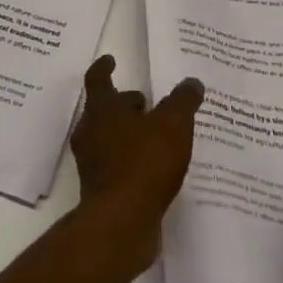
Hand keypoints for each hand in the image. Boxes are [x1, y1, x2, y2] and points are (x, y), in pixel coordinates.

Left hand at [69, 55, 203, 271]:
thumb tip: (191, 82)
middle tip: (147, 102)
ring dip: (130, 134)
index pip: (97, 79)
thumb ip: (183, 101)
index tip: (111, 60)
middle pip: (104, 110)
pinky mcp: (101, 190)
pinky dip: (134, 161)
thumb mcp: (173, 125)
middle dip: (124, 104)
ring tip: (157, 136)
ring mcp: (93, 163)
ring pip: (110, 138)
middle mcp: (91, 132)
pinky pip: (118, 166)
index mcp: (102, 110)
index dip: (104, 67)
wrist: (121, 222)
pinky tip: (156, 168)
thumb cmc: (144, 163)